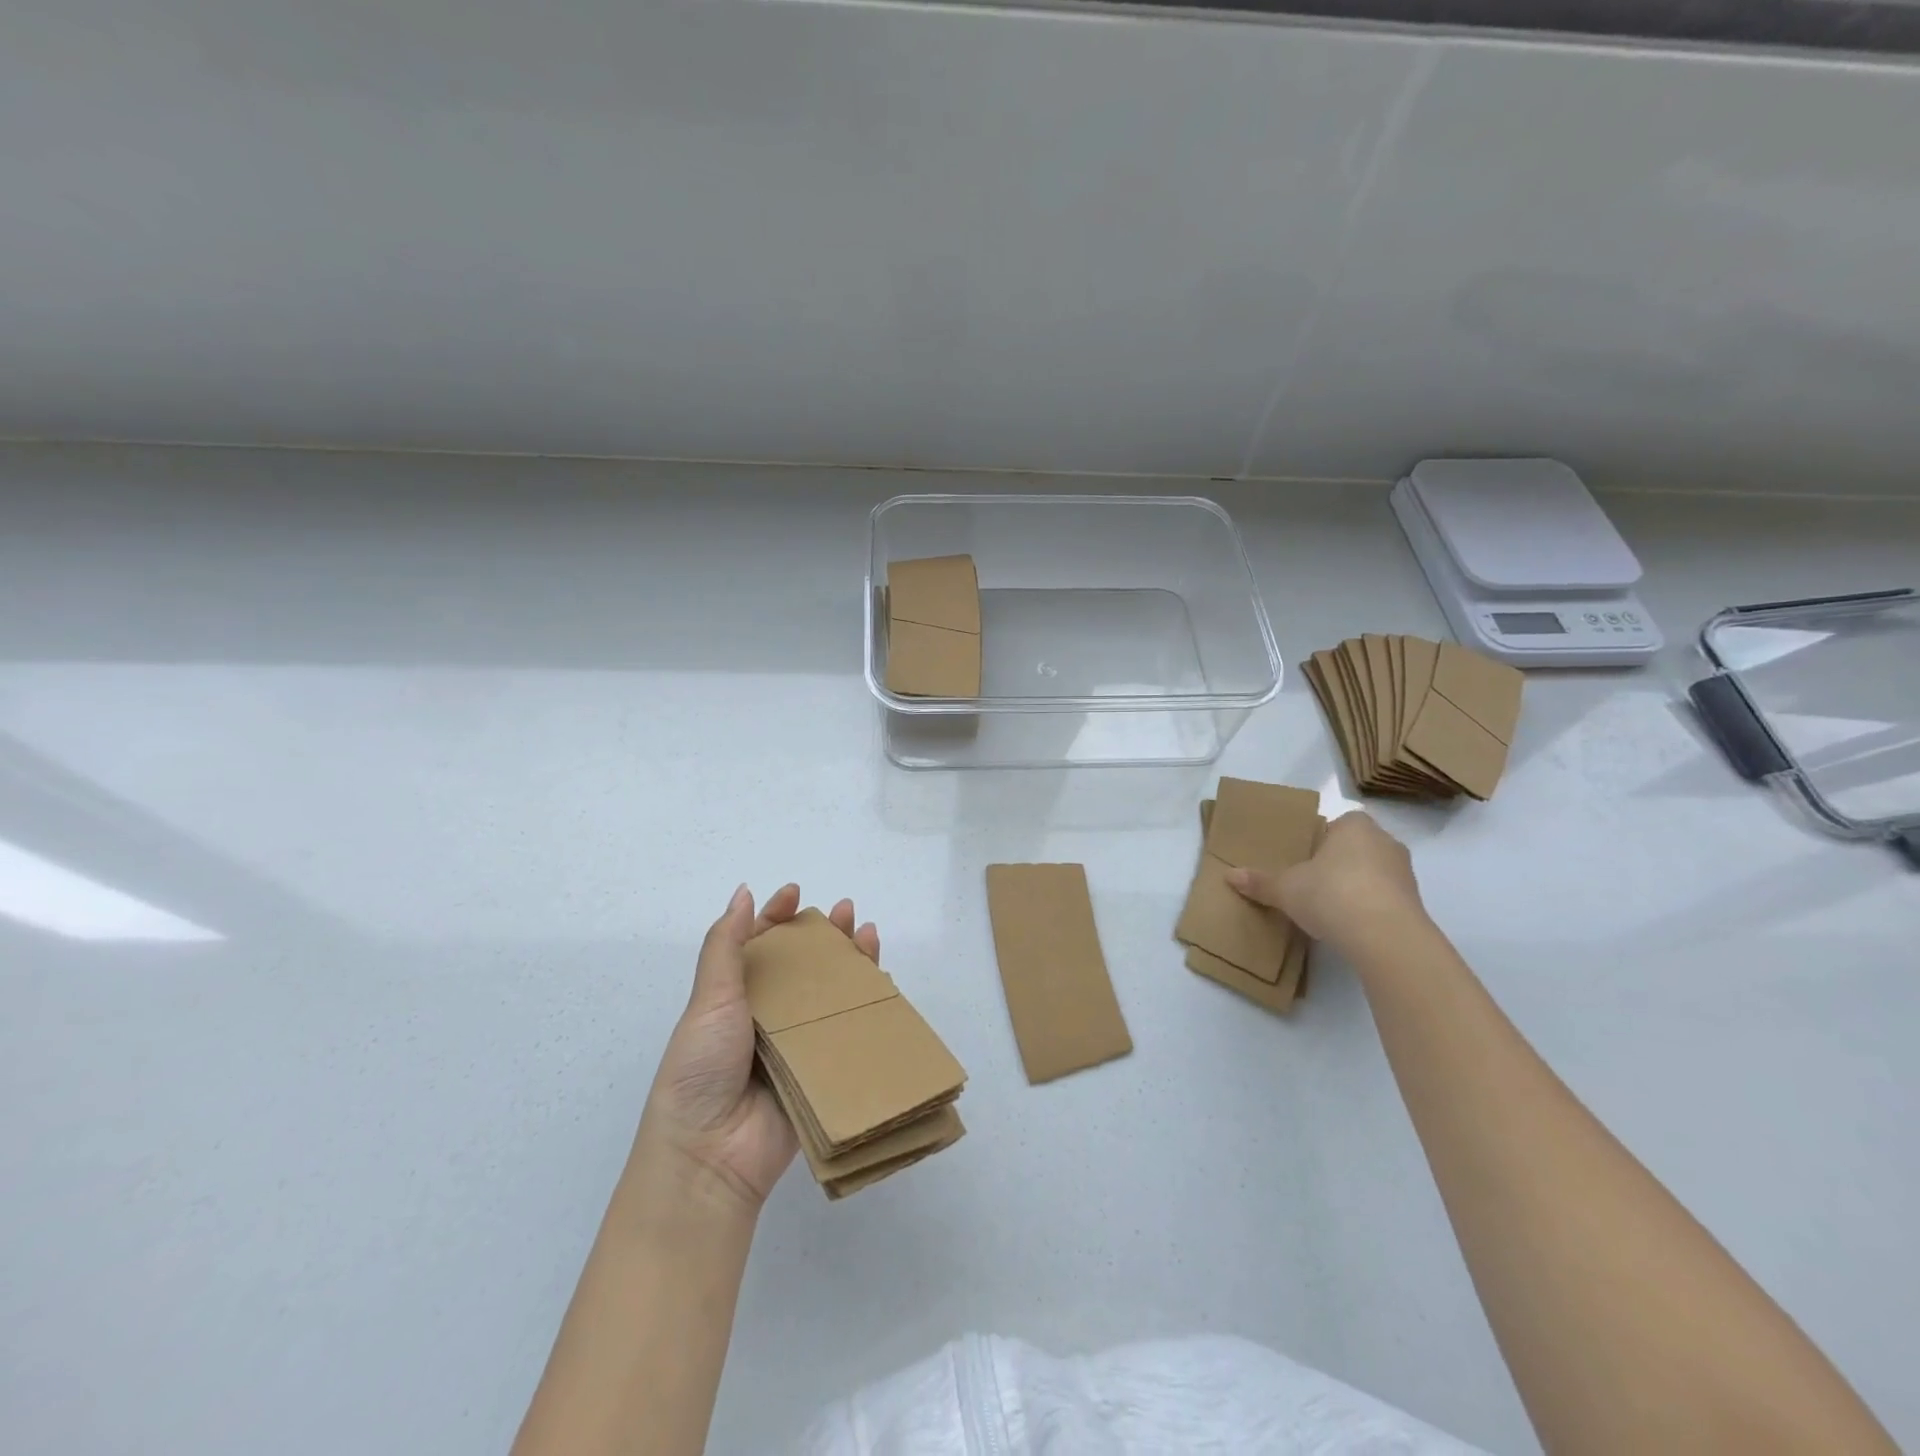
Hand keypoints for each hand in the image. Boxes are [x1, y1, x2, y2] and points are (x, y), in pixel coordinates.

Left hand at [634, 884, 879, 1212]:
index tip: (795, 893)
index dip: (776, 916)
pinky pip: (847, 1031)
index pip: (757, 944)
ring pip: (828, 993)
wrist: (711, 1155)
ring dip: (849, 962)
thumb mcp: (708, 1000)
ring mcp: (795, 1043)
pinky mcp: (820, 1070)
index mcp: (733, 996)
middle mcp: (765, 1015)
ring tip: (868, 934)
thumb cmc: (701, 1068)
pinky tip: (880, 981)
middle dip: (823, 934)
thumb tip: (743, 893)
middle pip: (801, 965)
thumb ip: (725, 946)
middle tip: (845, 911)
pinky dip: (865, 1005)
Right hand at [1227, 811, 1428, 959]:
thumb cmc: (1331, 894)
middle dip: (1336, 864)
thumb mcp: (1286, 888)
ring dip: (1354, 888)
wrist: (1385, 937)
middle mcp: (1385, 842)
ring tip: (1329, 909)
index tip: (1302, 862)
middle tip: (1310, 884)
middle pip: (1354, 849)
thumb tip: (1228, 876)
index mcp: (1355, 826)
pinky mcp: (1415, 905)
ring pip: (1372, 874)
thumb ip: (1260, 881)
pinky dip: (1368, 909)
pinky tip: (1349, 926)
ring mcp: (1405, 874)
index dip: (1318, 842)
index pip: (1335, 825)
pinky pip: (1384, 899)